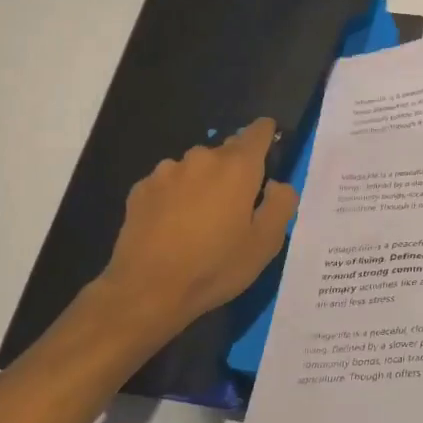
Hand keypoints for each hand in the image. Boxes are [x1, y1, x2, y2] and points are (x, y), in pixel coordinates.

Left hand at [95, 118, 298, 338]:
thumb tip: (276, 184)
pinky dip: (176, 197)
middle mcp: (201, 158)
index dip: (267, 135)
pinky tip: (172, 228)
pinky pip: (169, 184)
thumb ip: (281, 204)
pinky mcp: (141, 189)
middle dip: (235, 172)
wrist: (146, 291)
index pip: (258, 131)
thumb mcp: (266, 243)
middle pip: (226, 153)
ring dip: (203, 184)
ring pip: (195, 169)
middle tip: (236, 208)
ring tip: (201, 221)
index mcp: (237, 167)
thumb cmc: (215, 266)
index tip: (270, 148)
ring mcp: (166, 171)